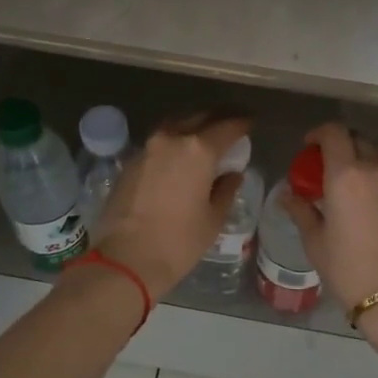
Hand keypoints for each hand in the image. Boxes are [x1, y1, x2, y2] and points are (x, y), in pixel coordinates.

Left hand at [90, 112, 250, 298]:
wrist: (125, 259)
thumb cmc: (178, 242)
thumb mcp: (213, 219)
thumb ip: (226, 189)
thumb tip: (231, 174)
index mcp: (198, 150)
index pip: (228, 126)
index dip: (243, 124)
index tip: (251, 124)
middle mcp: (172, 139)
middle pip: (200, 117)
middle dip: (218, 118)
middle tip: (232, 124)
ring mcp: (147, 148)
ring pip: (176, 125)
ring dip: (193, 126)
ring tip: (206, 136)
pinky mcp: (130, 162)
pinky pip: (159, 142)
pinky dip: (174, 142)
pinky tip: (180, 156)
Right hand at [283, 123, 377, 316]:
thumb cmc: (347, 268)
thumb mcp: (315, 240)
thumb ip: (300, 210)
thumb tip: (287, 194)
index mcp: (346, 174)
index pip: (334, 133)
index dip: (318, 133)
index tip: (307, 146)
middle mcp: (374, 168)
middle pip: (357, 137)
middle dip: (338, 143)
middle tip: (323, 164)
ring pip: (376, 150)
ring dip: (359, 154)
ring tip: (344, 177)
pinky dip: (373, 169)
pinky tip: (361, 195)